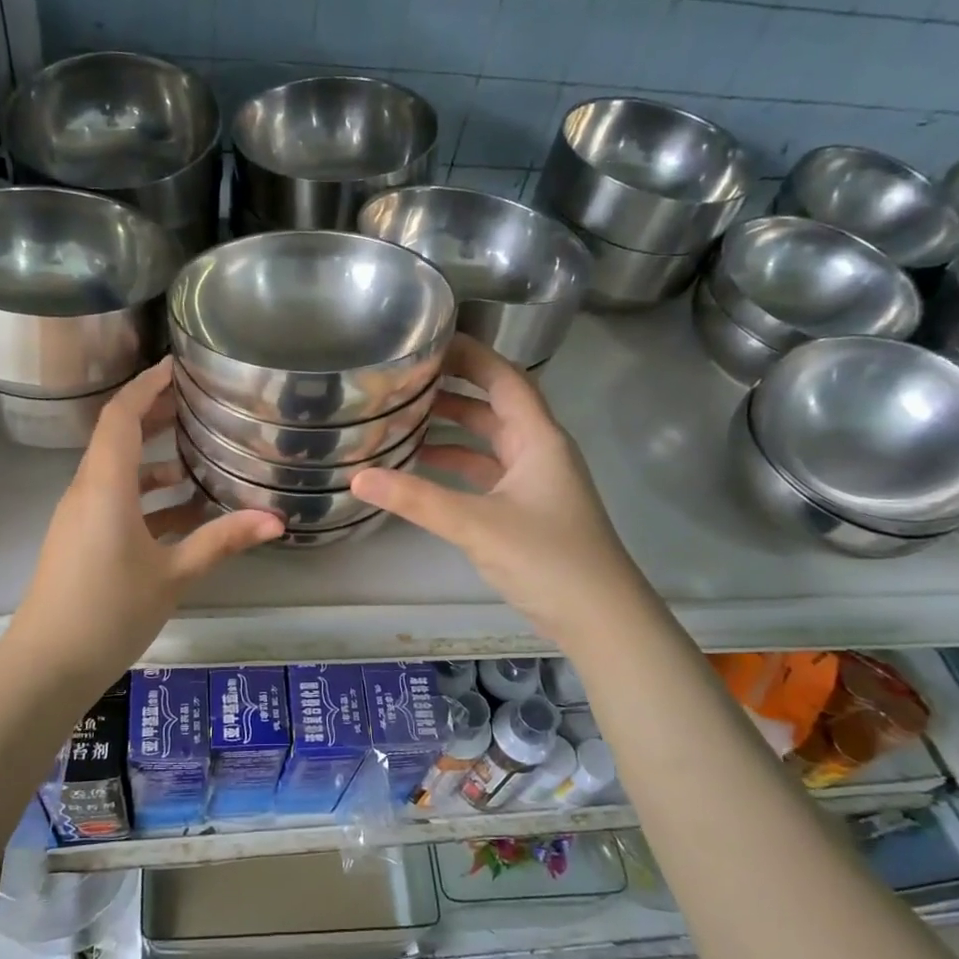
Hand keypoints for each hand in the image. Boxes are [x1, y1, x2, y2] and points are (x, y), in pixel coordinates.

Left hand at [7, 359, 281, 673]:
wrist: (46, 666)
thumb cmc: (109, 612)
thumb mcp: (173, 575)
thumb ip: (222, 541)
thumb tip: (276, 520)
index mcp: (105, 486)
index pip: (121, 415)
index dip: (147, 385)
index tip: (178, 365)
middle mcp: (87, 491)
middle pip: (119, 437)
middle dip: (156, 415)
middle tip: (198, 401)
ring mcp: (81, 517)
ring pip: (120, 472)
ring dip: (156, 460)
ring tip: (201, 454)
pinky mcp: (81, 540)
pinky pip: (116, 501)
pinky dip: (149, 496)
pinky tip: (185, 511)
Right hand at [351, 336, 632, 644]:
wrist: (600, 619)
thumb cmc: (547, 558)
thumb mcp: (477, 524)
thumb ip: (417, 499)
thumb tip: (358, 476)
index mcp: (539, 438)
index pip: (504, 378)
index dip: (470, 355)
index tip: (429, 340)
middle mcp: (539, 451)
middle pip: (493, 406)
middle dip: (452, 390)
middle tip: (403, 380)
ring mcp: (535, 482)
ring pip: (488, 442)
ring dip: (452, 430)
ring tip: (403, 419)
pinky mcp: (527, 510)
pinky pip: (487, 473)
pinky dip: (458, 467)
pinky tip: (424, 470)